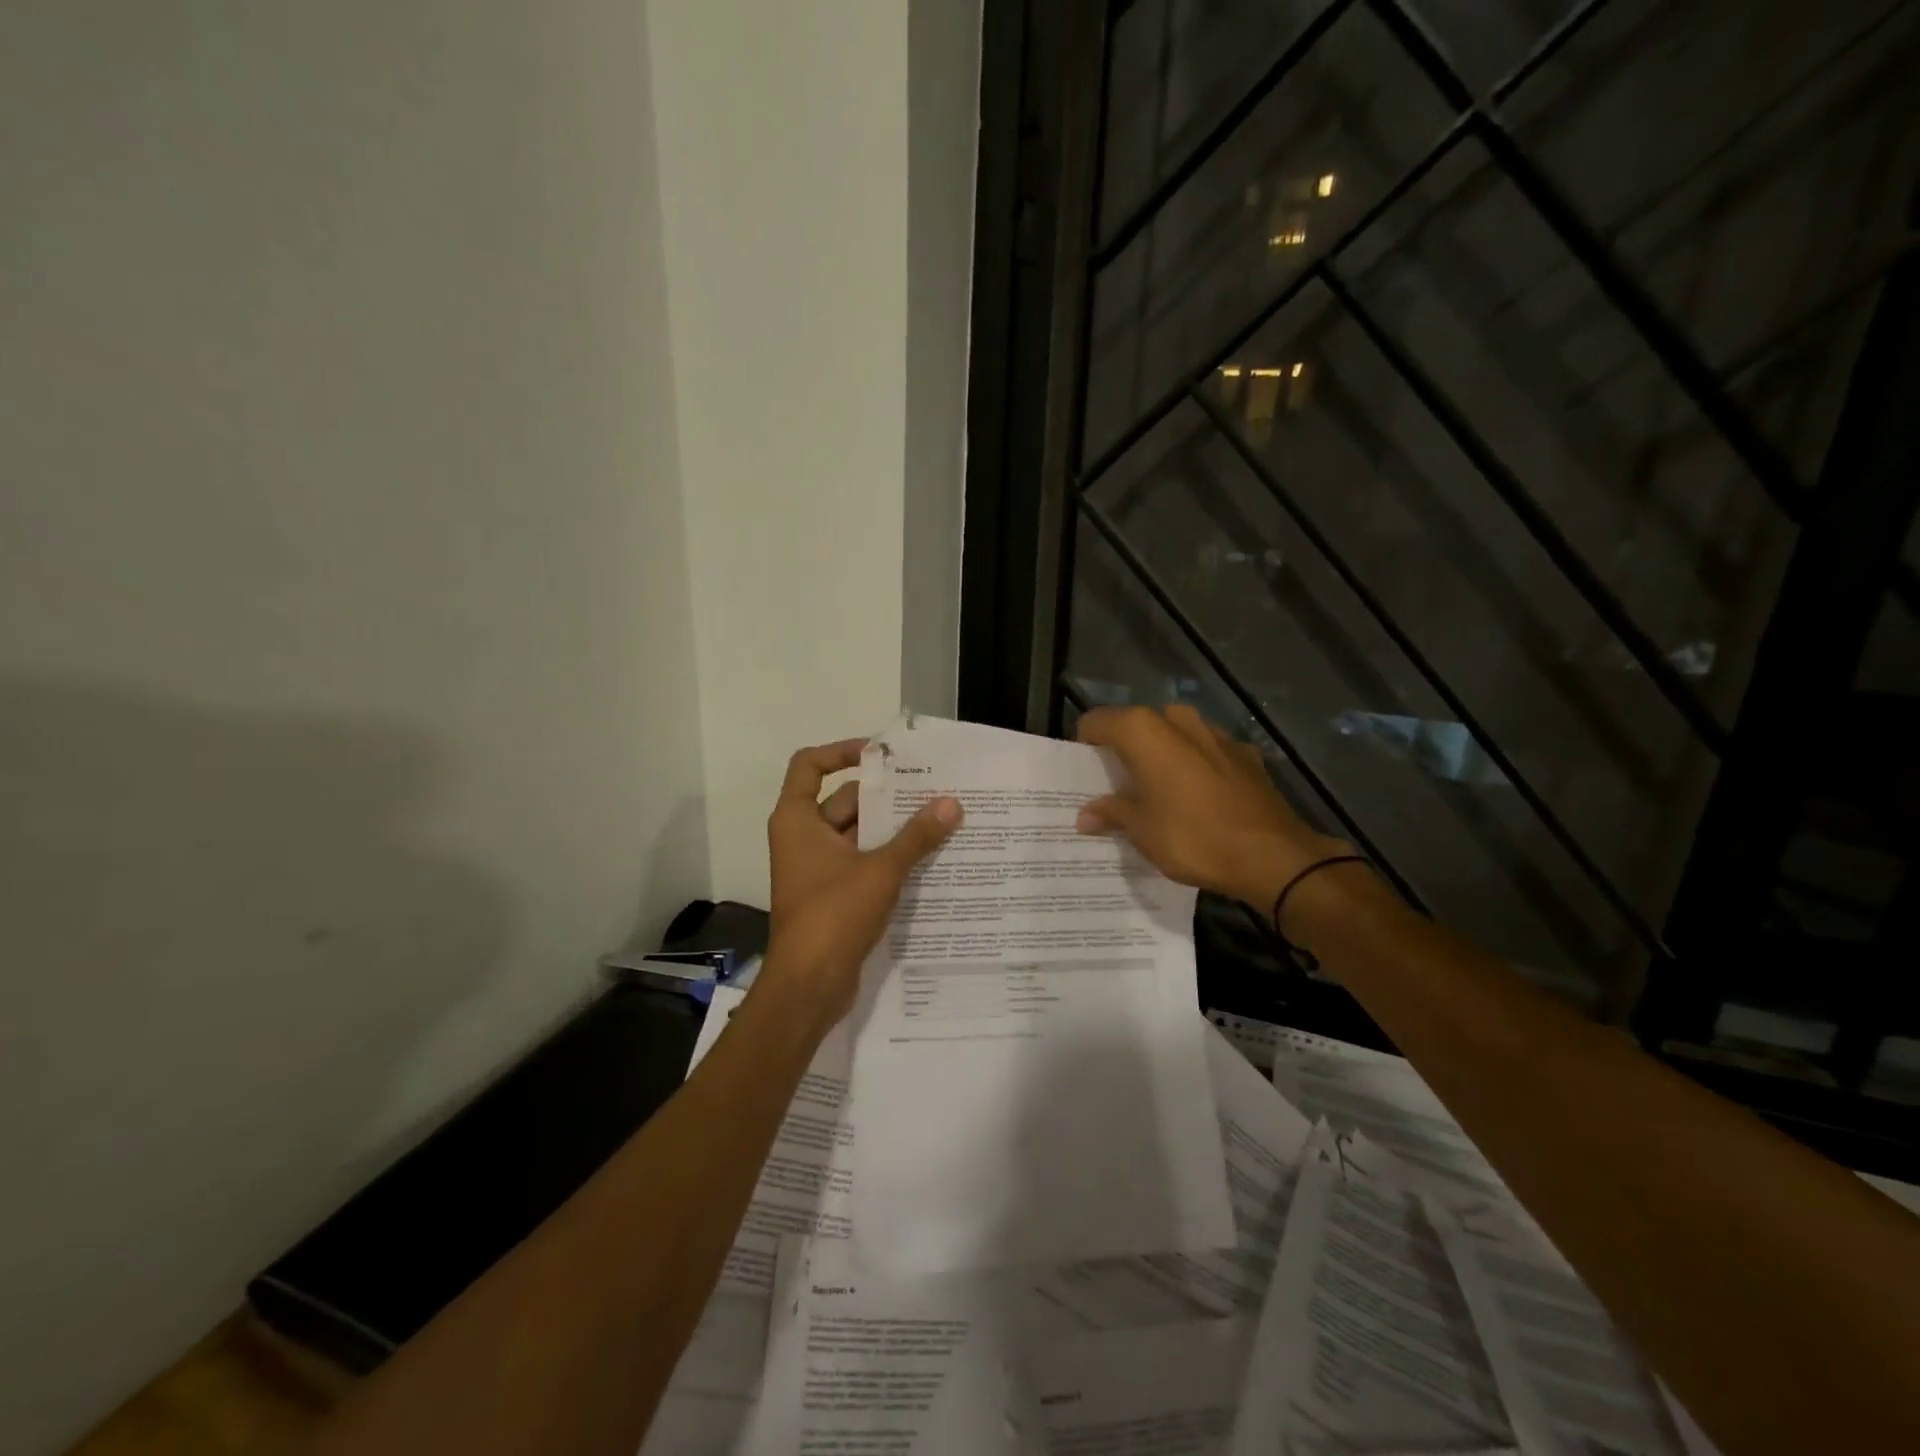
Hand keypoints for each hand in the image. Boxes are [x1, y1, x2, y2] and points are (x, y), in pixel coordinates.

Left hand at [764, 738, 961, 1025]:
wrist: (809, 986)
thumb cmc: (833, 915)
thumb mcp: (880, 870)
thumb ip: (916, 836)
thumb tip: (951, 803)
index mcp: (797, 820)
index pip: (810, 765)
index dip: (842, 751)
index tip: (882, 755)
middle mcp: (803, 837)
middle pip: (844, 799)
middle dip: (886, 795)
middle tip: (932, 787)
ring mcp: (817, 867)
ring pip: (858, 833)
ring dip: (892, 827)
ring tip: (940, 817)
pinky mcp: (833, 894)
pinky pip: (862, 861)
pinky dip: (888, 855)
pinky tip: (929, 856)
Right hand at [1075, 705, 1344, 908]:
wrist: (1272, 856)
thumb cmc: (1192, 837)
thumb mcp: (1141, 830)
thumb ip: (1111, 813)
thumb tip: (1085, 815)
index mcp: (1144, 730)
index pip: (1096, 722)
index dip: (1085, 747)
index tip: (1084, 775)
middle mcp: (1178, 720)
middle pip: (1136, 726)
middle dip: (1125, 751)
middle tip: (1118, 787)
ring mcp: (1216, 733)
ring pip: (1173, 736)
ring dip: (1161, 757)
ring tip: (1156, 793)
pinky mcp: (1244, 753)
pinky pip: (1205, 752)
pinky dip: (1194, 767)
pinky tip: (1197, 800)